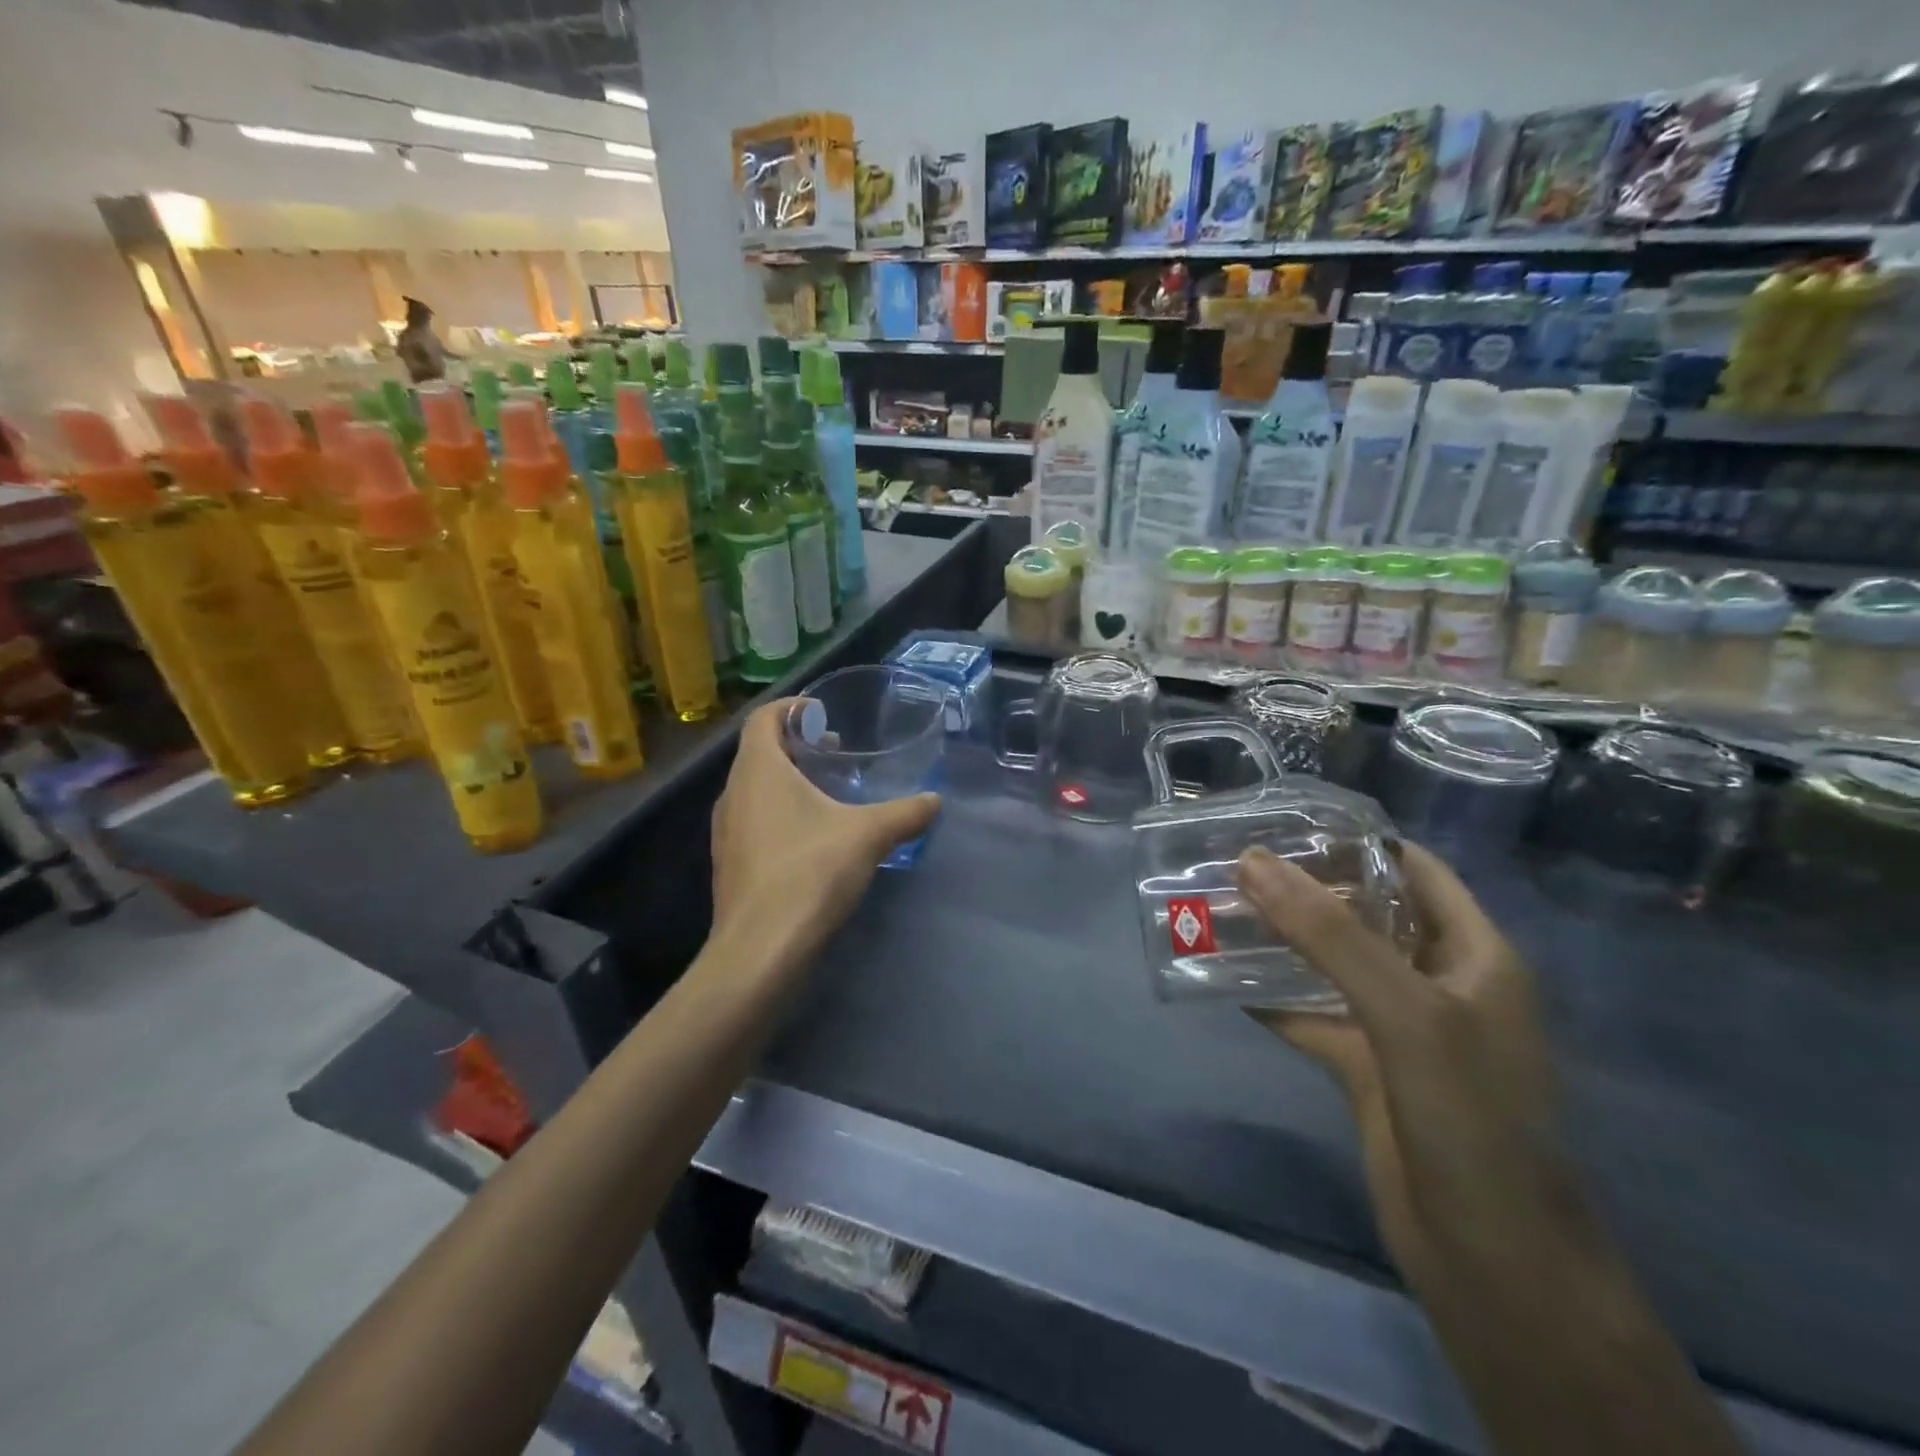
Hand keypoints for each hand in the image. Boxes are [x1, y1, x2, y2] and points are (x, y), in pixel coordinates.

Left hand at [709, 698, 938, 976]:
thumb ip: (904, 813)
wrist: (760, 950)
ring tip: (827, 792)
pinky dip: (779, 811)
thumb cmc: (809, 873)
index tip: (823, 713)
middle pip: (759, 751)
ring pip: (755, 788)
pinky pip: (754, 819)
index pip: (764, 717)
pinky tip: (812, 837)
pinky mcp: (730, 863)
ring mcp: (726, 831)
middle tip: (835, 750)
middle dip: (797, 744)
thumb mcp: (867, 836)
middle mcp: (733, 792)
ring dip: (788, 780)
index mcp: (758, 770)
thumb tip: (935, 800)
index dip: (792, 707)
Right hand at [1238, 842, 1593, 1280]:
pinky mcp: (1368, 1070)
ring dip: (1283, 941)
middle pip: (1367, 913)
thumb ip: (1329, 934)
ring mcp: (1401, 1028)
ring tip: (1219, 907)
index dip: (1356, 840)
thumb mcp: (1405, 1011)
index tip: (1286, 821)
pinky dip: (1273, 999)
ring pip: (1334, 965)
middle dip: (1306, 887)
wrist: (1494, 1258)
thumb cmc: (1470, 1116)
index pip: (1414, 869)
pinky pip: (1314, 1017)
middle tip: (1235, 861)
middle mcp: (1438, 981)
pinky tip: (1223, 979)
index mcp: (1473, 953)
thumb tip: (1251, 860)